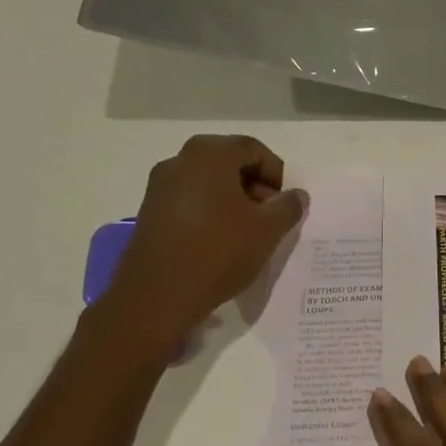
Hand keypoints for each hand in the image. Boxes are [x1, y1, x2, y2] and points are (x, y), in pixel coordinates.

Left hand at [96, 135, 307, 354]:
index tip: (284, 203)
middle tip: (269, 216)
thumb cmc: (218, 252)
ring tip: (246, 232)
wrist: (157, 296)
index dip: (276, 173)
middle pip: (228, 162)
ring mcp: (159, 186)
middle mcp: (180, 161)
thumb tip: (296, 195)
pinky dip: (210, 211)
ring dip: (232, 199)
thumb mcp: (267, 230)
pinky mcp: (149, 212)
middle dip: (254, 185)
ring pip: (207, 182)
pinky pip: (189, 200)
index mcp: (209, 154)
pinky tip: (219, 241)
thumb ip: (288, 206)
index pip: (253, 149)